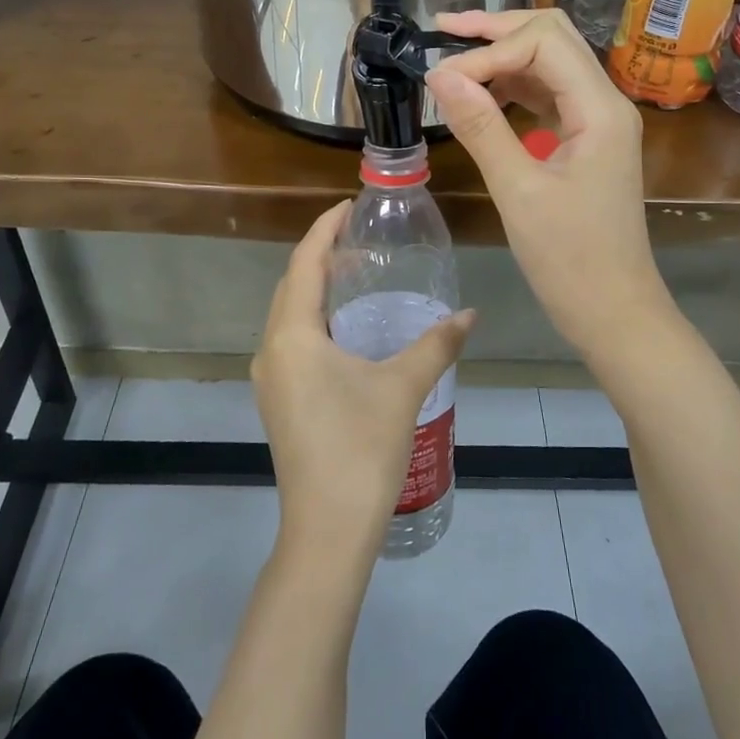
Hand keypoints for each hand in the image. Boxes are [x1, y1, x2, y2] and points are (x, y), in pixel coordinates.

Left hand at [253, 202, 474, 562]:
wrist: (327, 531)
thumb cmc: (361, 450)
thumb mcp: (403, 388)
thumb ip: (436, 344)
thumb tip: (470, 314)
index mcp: (293, 336)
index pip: (304, 263)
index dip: (324, 229)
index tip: (348, 207)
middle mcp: (271, 350)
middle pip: (292, 285)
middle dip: (321, 256)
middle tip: (360, 238)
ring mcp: (270, 379)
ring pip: (288, 314)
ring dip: (315, 289)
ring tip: (355, 275)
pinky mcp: (277, 401)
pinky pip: (291, 340)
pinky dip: (313, 319)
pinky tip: (345, 329)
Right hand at [426, 8, 671, 363]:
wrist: (615, 313)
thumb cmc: (570, 260)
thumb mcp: (519, 192)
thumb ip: (481, 127)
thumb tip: (440, 76)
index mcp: (600, 109)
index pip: (543, 42)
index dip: (488, 50)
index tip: (441, 78)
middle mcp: (605, 103)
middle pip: (553, 37)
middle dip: (498, 29)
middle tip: (444, 30)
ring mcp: (597, 122)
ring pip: (550, 63)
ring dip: (504, 55)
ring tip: (453, 59)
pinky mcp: (586, 142)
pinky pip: (549, 96)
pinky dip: (513, 87)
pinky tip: (480, 94)